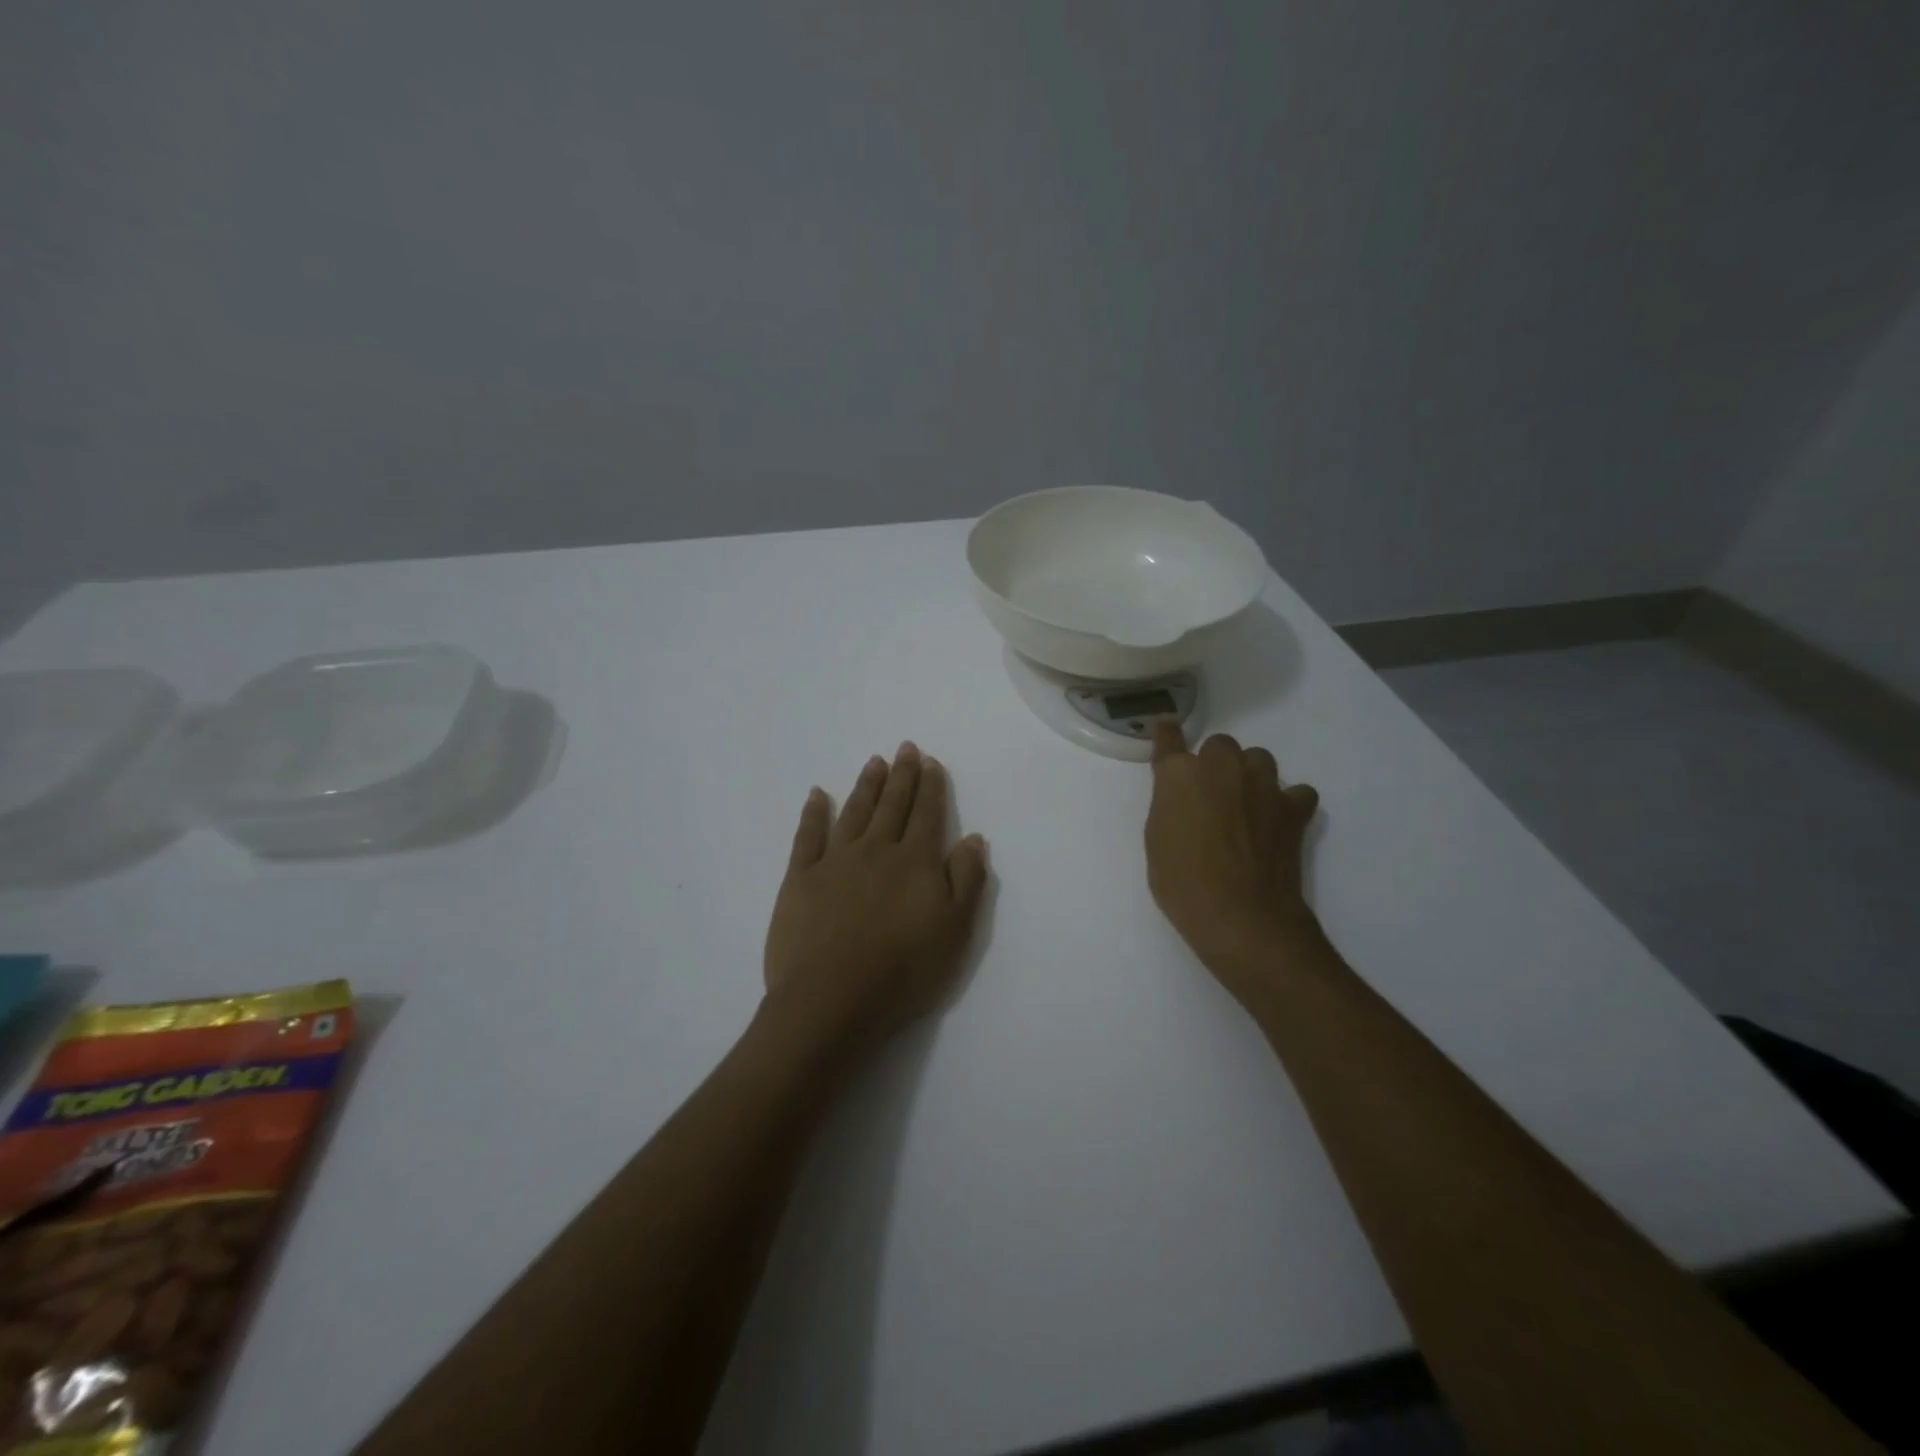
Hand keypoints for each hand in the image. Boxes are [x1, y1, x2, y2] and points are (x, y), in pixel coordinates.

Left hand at [763, 743, 988, 1057]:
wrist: (832, 999)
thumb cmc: (903, 971)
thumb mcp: (955, 931)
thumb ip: (967, 880)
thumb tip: (974, 838)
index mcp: (915, 862)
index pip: (927, 814)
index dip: (931, 786)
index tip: (930, 761)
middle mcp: (876, 850)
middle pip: (892, 805)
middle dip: (902, 775)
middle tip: (905, 747)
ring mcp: (835, 861)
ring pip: (854, 812)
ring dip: (866, 785)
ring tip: (874, 762)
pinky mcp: (800, 878)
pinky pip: (808, 835)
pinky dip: (813, 812)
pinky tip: (817, 795)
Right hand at [1145, 721, 1322, 1006]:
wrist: (1240, 916)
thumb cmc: (1182, 883)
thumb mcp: (1157, 841)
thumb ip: (1169, 805)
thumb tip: (1182, 796)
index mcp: (1179, 774)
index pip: (1169, 739)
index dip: (1167, 735)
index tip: (1167, 731)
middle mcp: (1221, 767)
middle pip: (1221, 744)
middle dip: (1215, 763)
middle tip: (1210, 794)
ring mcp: (1262, 784)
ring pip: (1259, 758)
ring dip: (1250, 775)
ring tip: (1246, 803)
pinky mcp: (1292, 808)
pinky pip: (1296, 791)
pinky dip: (1288, 802)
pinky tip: (1278, 820)